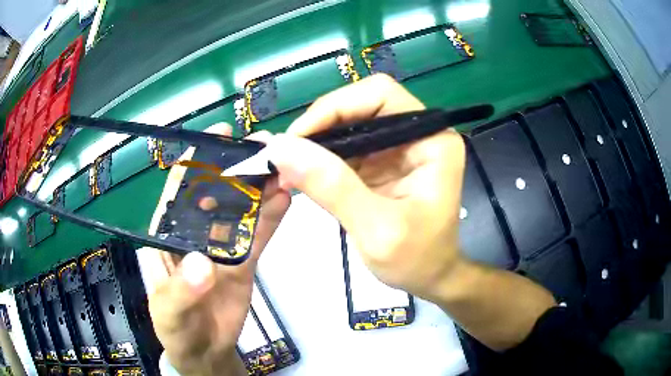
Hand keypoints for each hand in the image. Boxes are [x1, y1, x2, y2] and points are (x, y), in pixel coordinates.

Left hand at [143, 124, 290, 375]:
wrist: (204, 351)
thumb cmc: (175, 329)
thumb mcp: (168, 311)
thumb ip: (181, 290)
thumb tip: (203, 264)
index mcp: (168, 235)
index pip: (180, 191)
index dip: (198, 160)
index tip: (221, 135)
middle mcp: (196, 233)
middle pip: (217, 193)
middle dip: (238, 168)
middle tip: (265, 146)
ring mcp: (223, 246)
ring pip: (243, 211)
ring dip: (260, 189)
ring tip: (283, 166)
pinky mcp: (244, 262)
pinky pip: (259, 236)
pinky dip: (271, 217)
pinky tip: (286, 198)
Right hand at [264, 74, 465, 298]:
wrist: (429, 278)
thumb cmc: (416, 260)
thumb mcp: (376, 229)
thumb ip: (332, 186)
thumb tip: (281, 147)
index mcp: (432, 140)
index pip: (380, 95)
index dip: (335, 107)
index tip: (298, 139)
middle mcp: (418, 133)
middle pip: (361, 105)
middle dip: (321, 126)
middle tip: (287, 155)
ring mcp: (399, 146)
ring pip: (349, 124)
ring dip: (316, 143)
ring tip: (289, 168)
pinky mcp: (383, 161)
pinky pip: (346, 147)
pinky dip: (321, 159)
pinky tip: (303, 176)